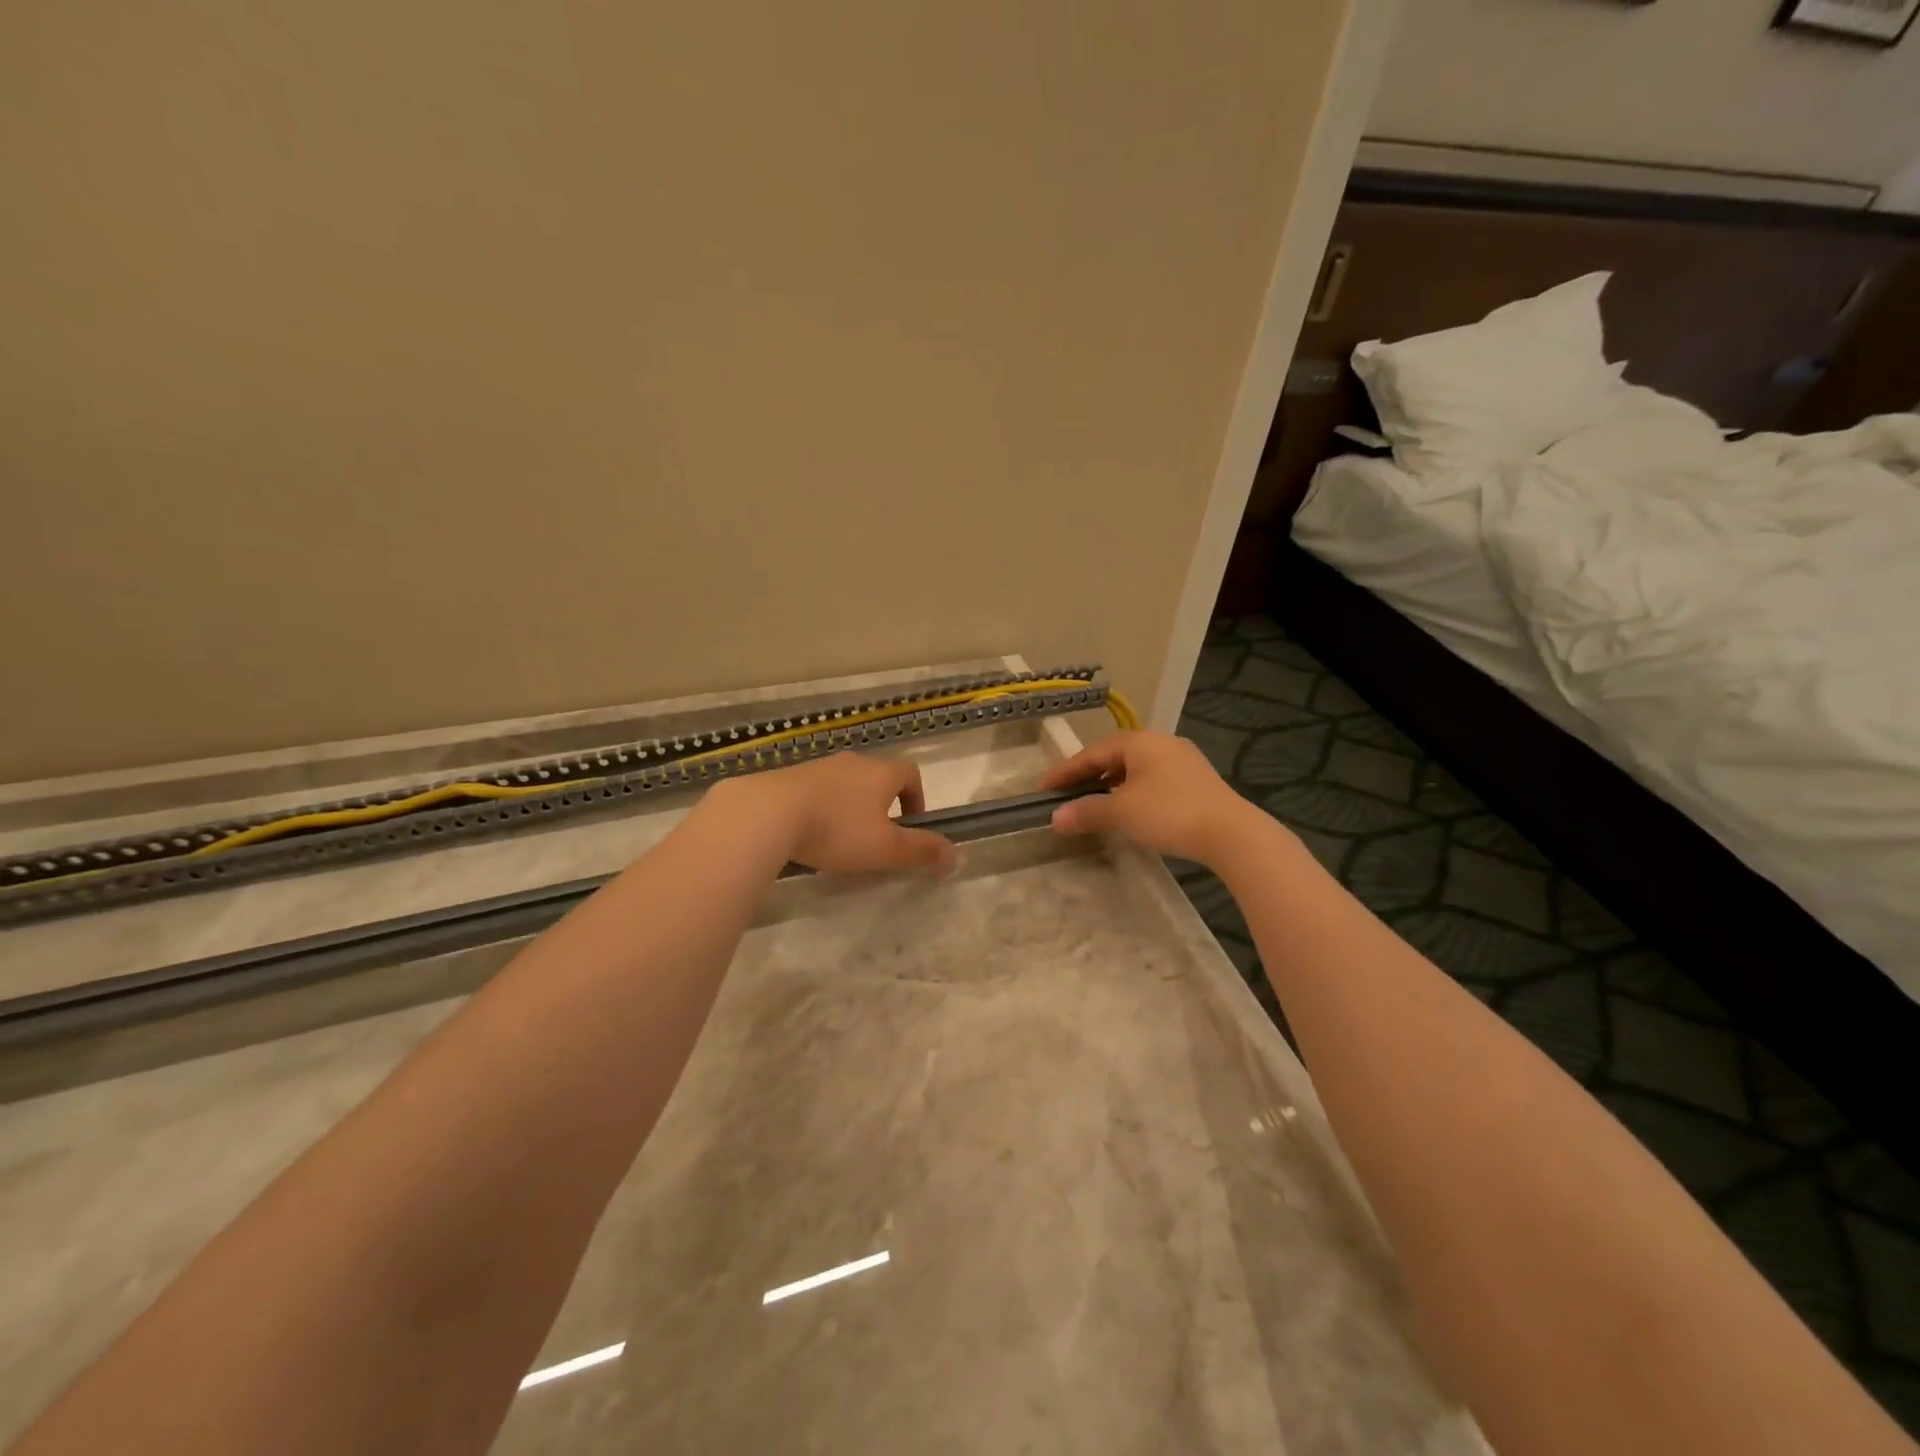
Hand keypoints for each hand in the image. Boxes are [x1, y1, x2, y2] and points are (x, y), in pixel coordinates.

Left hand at [717, 752, 955, 875]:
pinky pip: (817, 790)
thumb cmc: (838, 830)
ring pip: (846, 784)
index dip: (917, 798)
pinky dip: (822, 808)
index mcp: (882, 772)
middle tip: (877, 838)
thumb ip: (922, 851)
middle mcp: (853, 761)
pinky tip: (809, 835)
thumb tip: (956, 855)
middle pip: (878, 777)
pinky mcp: (789, 776)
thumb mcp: (886, 848)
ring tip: (842, 840)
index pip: (910, 773)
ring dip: (851, 807)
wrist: (767, 813)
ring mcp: (819, 766)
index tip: (910, 826)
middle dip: (882, 805)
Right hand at [1042, 731, 1260, 866]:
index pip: (1091, 753)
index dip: (1064, 772)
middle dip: (1087, 777)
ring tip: (1093, 805)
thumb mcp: (1121, 813)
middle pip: (1113, 758)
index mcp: (1138, 741)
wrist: (1231, 833)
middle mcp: (1160, 743)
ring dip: (1110, 786)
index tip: (1043, 789)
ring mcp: (1182, 760)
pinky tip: (1128, 810)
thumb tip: (1055, 818)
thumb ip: (1086, 812)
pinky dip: (1132, 792)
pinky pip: (1152, 781)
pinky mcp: (1196, 781)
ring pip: (1134, 770)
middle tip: (1065, 796)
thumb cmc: (1169, 813)